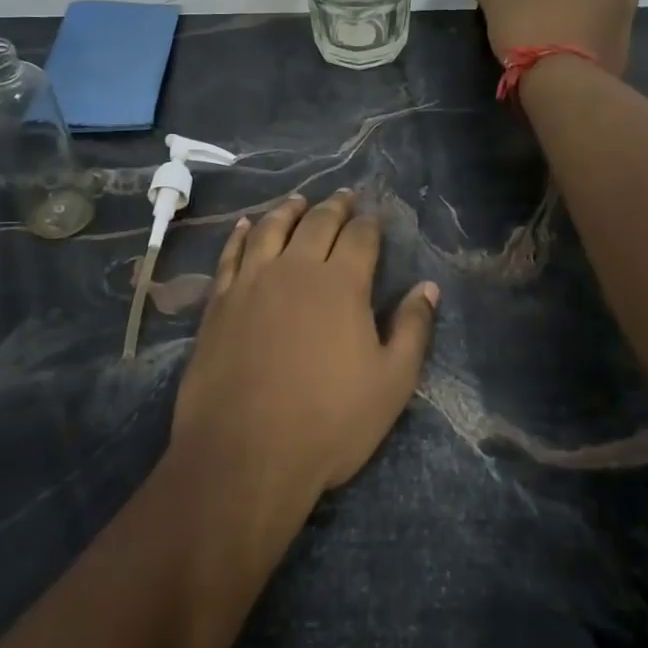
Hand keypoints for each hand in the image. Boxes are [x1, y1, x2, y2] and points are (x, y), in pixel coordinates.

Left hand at [172, 191, 439, 503]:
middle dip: (334, 206)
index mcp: (341, 284)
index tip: (375, 214)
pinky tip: (246, 225)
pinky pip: (231, 254)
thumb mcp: (391, 383)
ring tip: (298, 200)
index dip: (371, 222)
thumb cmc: (329, 421)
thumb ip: (412, 329)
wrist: (244, 453)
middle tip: (343, 195)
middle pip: (317, 223)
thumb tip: (428, 287)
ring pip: (270, 229)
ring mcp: (251, 282)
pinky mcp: (219, 302)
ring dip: (288, 210)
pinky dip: (241, 234)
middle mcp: (295, 270)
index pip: (361, 237)